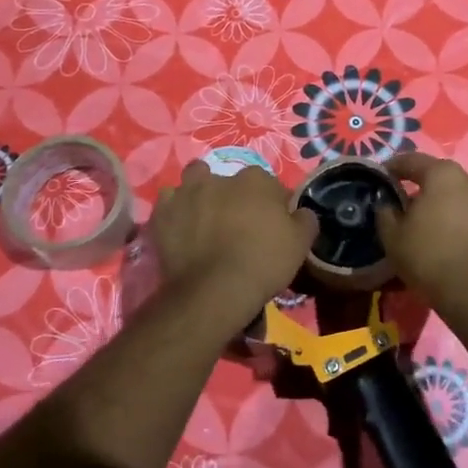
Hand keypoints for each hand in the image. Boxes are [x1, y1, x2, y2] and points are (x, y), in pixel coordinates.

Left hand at [148, 161, 317, 323]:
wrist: (215, 290)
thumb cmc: (263, 262)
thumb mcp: (300, 244)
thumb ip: (305, 220)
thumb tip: (301, 212)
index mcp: (257, 180)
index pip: (269, 185)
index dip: (272, 204)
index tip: (272, 223)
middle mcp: (221, 177)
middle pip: (230, 181)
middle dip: (234, 195)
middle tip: (237, 222)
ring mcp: (188, 192)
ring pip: (195, 180)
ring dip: (201, 192)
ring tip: (205, 216)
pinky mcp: (163, 212)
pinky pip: (169, 202)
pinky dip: (175, 211)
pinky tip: (181, 227)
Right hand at [377, 152, 467, 310]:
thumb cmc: (428, 256)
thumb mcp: (392, 236)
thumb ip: (385, 212)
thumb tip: (387, 203)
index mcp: (444, 174)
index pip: (412, 161)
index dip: (394, 167)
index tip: (382, 176)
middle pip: (440, 178)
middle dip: (422, 188)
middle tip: (405, 204)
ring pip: (460, 197)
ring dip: (444, 205)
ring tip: (429, 224)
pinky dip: (460, 221)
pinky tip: (449, 238)